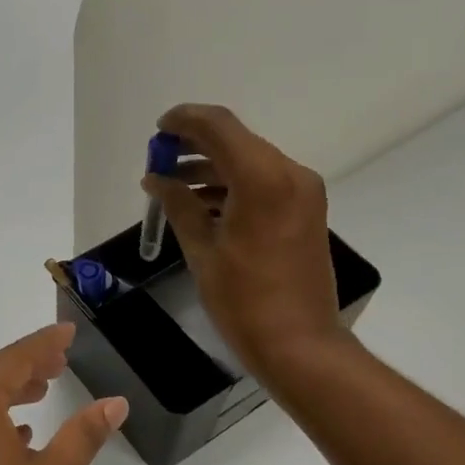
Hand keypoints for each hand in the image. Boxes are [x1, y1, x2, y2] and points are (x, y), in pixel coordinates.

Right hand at [143, 104, 342, 379]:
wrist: (299, 343)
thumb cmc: (244, 301)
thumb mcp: (203, 251)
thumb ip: (179, 205)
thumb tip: (157, 179)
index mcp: (262, 178)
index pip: (219, 126)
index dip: (184, 121)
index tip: (158, 132)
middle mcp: (289, 174)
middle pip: (236, 141)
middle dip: (195, 146)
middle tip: (160, 163)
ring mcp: (302, 192)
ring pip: (250, 162)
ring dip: (212, 167)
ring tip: (174, 188)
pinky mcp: (307, 211)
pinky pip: (265, 184)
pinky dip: (233, 186)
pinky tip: (203, 206)